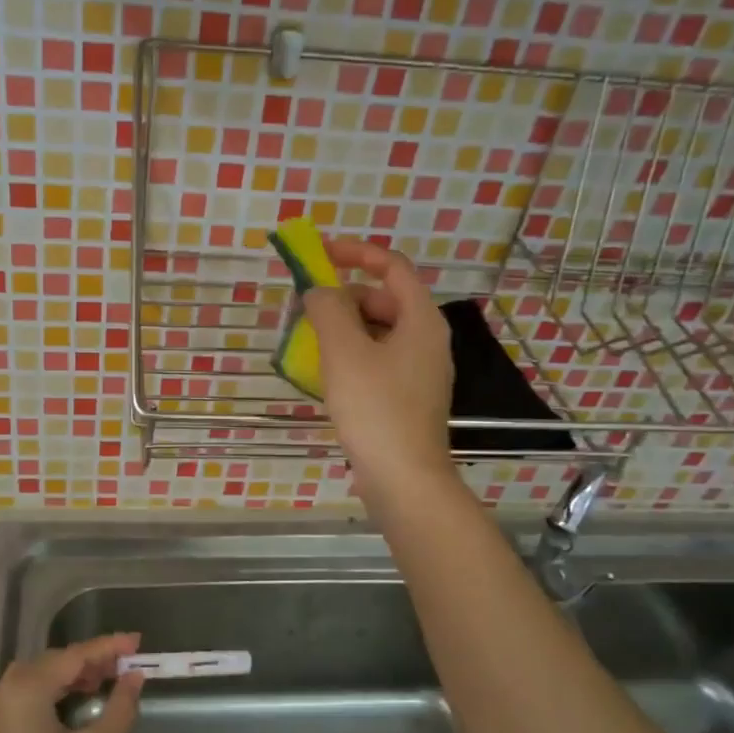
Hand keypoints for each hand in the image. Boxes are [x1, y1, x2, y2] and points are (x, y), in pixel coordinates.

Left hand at [0, 634, 145, 732]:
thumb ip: (118, 709)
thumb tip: (134, 677)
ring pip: (37, 680)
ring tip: (106, 683)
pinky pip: (24, 700)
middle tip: (126, 665)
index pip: (73, 656)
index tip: (138, 640)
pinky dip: (52, 696)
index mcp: (23, 691)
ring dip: (71, 678)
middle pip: (52, 663)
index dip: (108, 647)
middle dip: (90, 661)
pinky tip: (75, 706)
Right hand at [301, 237, 455, 500]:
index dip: (356, 253)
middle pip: (384, 299)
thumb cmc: (376, 408)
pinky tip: (327, 375)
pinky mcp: (407, 398)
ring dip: (344, 328)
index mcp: (421, 320)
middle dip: (344, 297)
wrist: (404, 479)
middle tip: (306, 310)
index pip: (392, 266)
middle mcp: (427, 340)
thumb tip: (319, 291)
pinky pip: (378, 361)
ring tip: (310, 342)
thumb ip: (328, 309)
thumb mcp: (344, 351)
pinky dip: (352, 356)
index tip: (320, 254)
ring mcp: (419, 372)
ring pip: (378, 333)